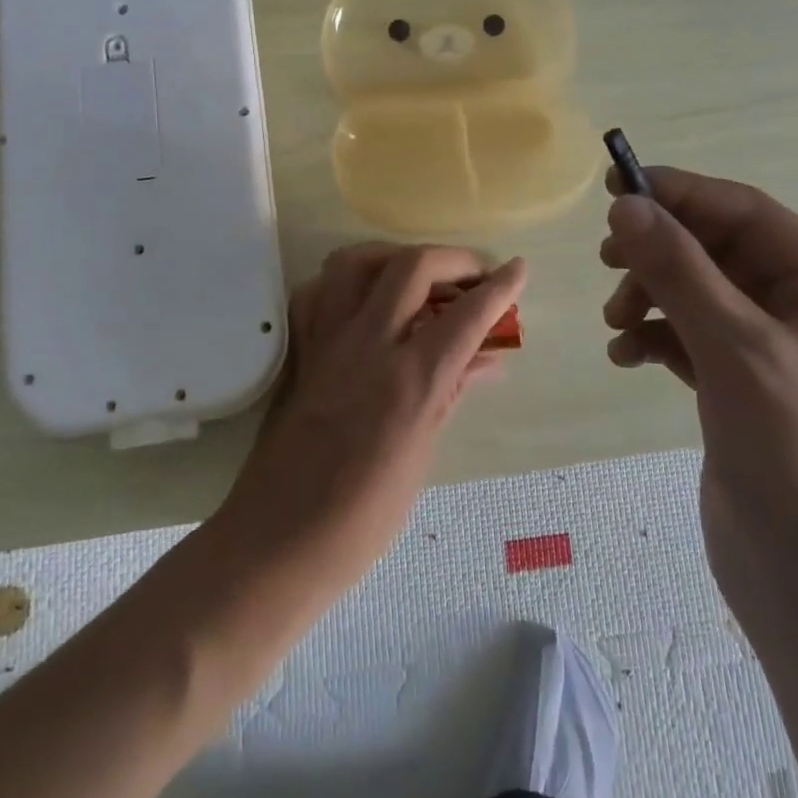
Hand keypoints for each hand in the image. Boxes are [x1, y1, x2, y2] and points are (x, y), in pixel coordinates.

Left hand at [219, 243, 526, 592]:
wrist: (278, 540)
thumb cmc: (363, 517)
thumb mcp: (422, 454)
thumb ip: (452, 392)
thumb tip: (487, 359)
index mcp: (409, 381)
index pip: (465, 315)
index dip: (500, 287)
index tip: (519, 268)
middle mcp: (366, 346)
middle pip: (411, 267)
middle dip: (452, 260)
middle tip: (474, 276)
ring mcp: (325, 342)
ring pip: (356, 262)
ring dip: (395, 257)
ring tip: (419, 277)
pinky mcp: (298, 350)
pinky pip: (320, 292)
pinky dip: (347, 284)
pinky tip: (366, 302)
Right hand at [598, 167, 797, 629]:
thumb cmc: (795, 457)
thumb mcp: (735, 350)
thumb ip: (679, 271)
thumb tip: (626, 205)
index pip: (748, 214)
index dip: (681, 194)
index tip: (616, 185)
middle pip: (719, 251)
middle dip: (661, 252)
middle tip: (606, 256)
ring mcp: (773, 351)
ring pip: (699, 293)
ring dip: (652, 295)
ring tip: (617, 319)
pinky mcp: (741, 387)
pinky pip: (690, 337)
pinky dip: (655, 336)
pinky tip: (626, 354)